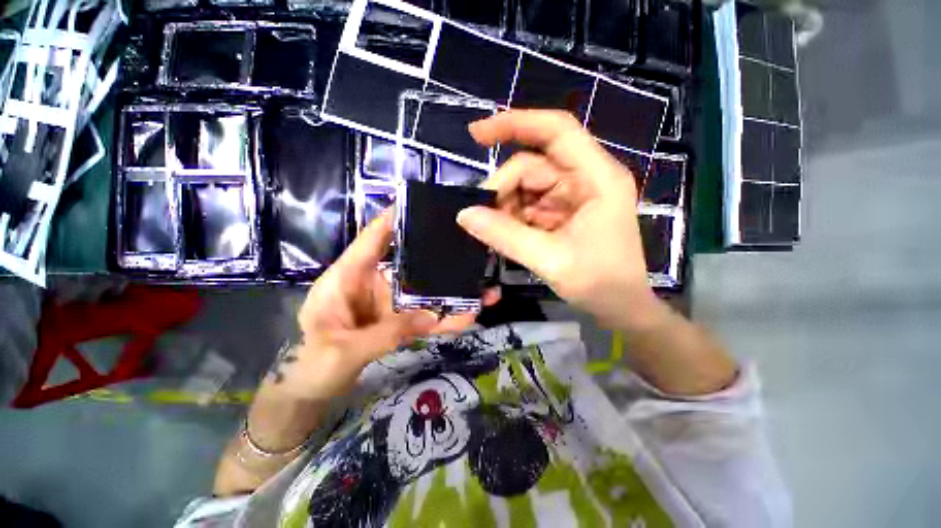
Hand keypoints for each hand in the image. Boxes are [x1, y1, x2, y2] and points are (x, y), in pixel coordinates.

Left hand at [288, 211, 499, 399]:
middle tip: (469, 246)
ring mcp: (391, 305)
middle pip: (410, 263)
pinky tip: (471, 315)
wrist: (312, 393)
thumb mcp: (343, 350)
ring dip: (453, 292)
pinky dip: (447, 318)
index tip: (416, 203)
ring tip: (485, 289)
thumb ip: (386, 333)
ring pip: (425, 293)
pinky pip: (427, 318)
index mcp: (349, 278)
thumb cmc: (312, 365)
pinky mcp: (400, 322)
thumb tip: (432, 317)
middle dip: (438, 256)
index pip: (371, 240)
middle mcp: (374, 285)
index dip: (391, 220)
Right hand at [457, 110, 660, 330]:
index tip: (476, 134)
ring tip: (494, 230)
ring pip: (527, 186)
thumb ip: (505, 235)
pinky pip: (529, 205)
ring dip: (506, 206)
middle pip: (533, 165)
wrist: (620, 308)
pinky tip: (506, 234)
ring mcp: (573, 196)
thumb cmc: (598, 283)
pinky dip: (513, 217)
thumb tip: (463, 214)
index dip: (516, 124)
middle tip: (481, 215)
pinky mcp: (562, 212)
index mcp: (597, 178)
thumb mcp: (549, 259)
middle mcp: (585, 179)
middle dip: (503, 188)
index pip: (556, 131)